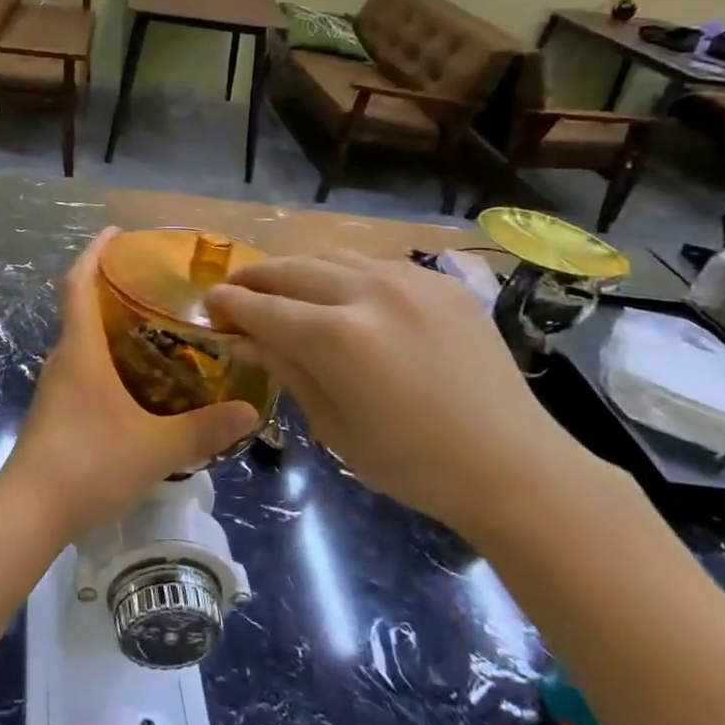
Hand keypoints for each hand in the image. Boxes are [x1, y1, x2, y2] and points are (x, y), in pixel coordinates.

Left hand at [0, 229, 259, 539]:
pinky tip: (134, 383)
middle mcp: (63, 360)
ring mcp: (54, 388)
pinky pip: (81, 370)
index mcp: (81, 350)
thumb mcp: (156, 447)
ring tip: (152, 330)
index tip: (114, 232)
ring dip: (108, 328)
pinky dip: (104, 361)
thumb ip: (204, 430)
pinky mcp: (54, 413)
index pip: (78, 284)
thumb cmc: (90, 463)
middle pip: (80, 309)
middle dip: (109, 289)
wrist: (30, 511)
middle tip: (152, 286)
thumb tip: (250, 412)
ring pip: (81, 344)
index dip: (94, 253)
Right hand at [208, 252, 604, 541]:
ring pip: (332, 257)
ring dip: (298, 270)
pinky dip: (345, 274)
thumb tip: (241, 340)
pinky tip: (342, 295)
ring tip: (282, 287)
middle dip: (256, 277)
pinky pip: (376, 265)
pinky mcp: (441, 281)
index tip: (210, 302)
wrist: (514, 467)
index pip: (264, 308)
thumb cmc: (411, 464)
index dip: (231, 304)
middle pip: (292, 270)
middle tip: (236, 290)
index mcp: (338, 338)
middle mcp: (370, 293)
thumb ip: (285, 369)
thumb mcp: (333, 424)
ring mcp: (411, 280)